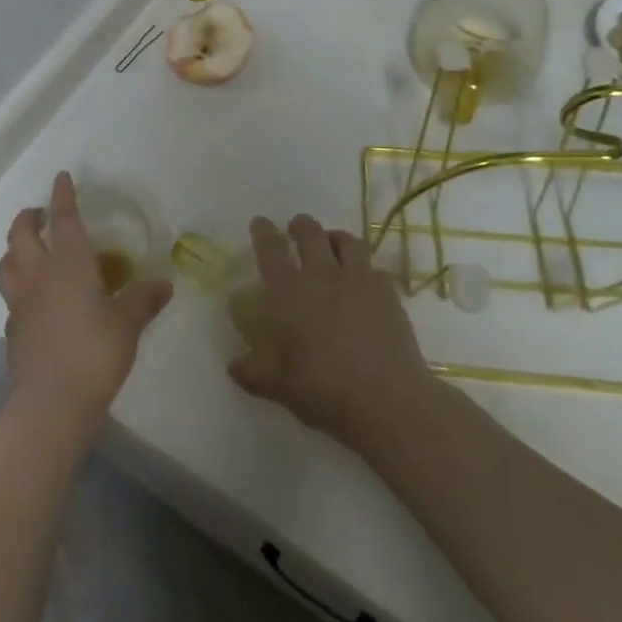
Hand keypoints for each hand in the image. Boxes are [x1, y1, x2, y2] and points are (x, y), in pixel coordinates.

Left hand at [0, 172, 173, 440]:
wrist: (52, 402)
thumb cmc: (95, 353)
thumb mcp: (128, 324)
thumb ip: (143, 300)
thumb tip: (164, 283)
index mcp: (69, 265)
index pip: (64, 219)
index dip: (63, 196)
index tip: (62, 177)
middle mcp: (39, 276)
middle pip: (21, 235)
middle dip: (28, 218)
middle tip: (40, 214)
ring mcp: (20, 303)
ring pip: (7, 263)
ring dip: (15, 249)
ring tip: (28, 250)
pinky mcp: (13, 330)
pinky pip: (11, 296)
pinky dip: (19, 286)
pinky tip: (35, 299)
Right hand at [228, 215, 438, 452]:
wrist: (386, 399)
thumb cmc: (322, 389)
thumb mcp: (277, 386)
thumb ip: (252, 372)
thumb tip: (233, 366)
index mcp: (289, 291)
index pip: (271, 250)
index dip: (263, 232)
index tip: (260, 222)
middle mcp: (322, 275)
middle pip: (310, 234)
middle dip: (301, 226)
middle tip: (296, 227)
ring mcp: (359, 280)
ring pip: (347, 241)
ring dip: (335, 237)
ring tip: (332, 243)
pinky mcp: (388, 293)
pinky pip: (374, 267)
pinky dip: (364, 267)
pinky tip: (364, 280)